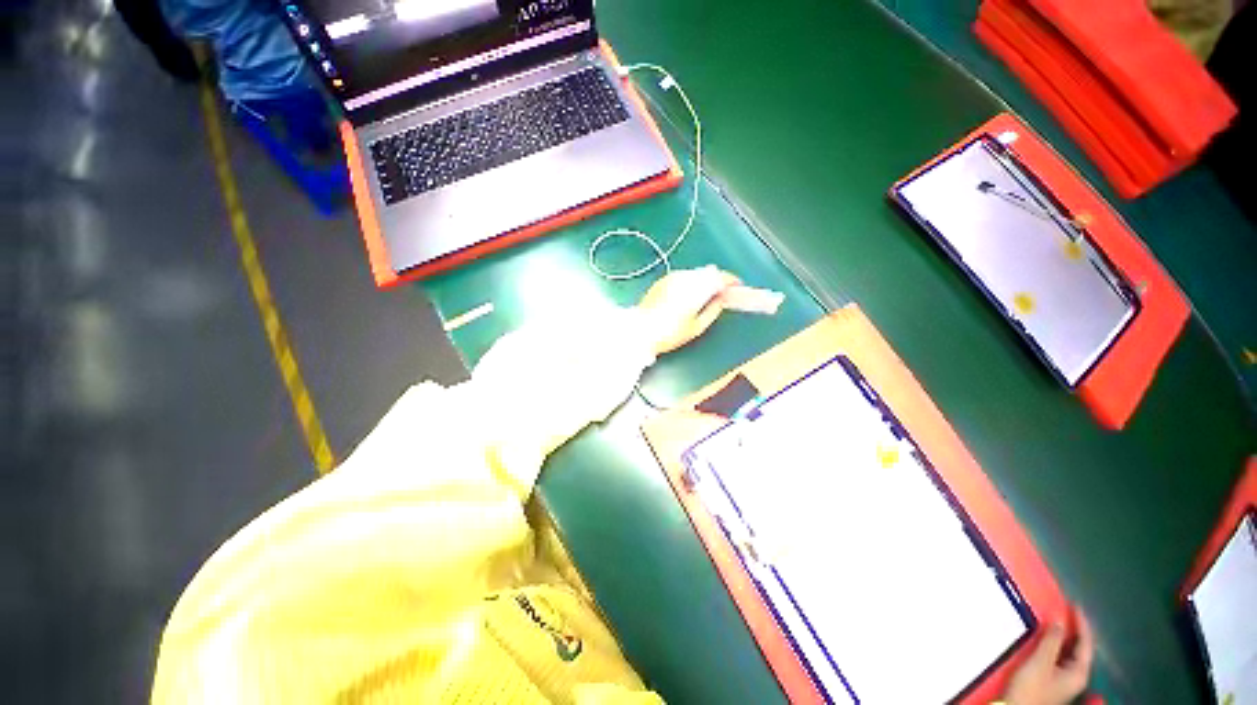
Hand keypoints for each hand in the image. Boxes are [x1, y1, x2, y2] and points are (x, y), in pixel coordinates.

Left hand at [635, 266, 740, 354]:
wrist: (641, 330)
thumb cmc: (671, 333)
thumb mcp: (697, 327)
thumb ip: (713, 310)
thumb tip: (722, 299)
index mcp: (696, 289)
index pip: (720, 277)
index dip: (731, 280)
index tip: (737, 286)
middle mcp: (685, 277)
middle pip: (708, 271)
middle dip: (718, 279)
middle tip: (723, 292)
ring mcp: (672, 277)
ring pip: (696, 272)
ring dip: (704, 279)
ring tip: (707, 294)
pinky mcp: (663, 280)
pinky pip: (683, 276)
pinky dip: (691, 281)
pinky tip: (690, 293)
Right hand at [1003, 610, 1094, 704]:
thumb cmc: (1031, 687)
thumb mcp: (1040, 662)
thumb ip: (1051, 640)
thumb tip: (1059, 618)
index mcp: (1079, 672)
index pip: (1086, 643)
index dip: (1082, 623)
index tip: (1075, 605)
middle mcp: (1077, 675)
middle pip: (1080, 648)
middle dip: (1074, 629)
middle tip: (1066, 610)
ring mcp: (1065, 679)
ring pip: (1069, 652)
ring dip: (1064, 635)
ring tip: (1056, 619)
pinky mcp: (1053, 679)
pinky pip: (1060, 655)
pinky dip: (1056, 643)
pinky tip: (1048, 638)